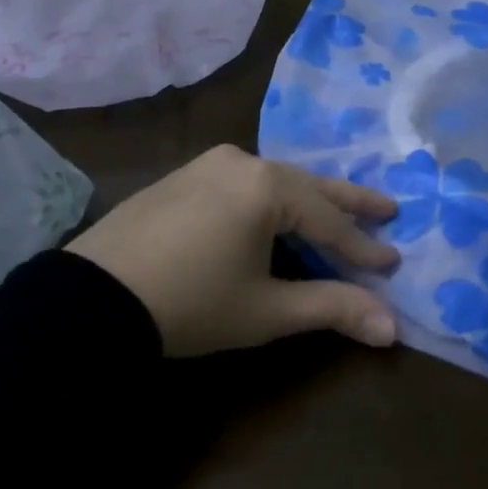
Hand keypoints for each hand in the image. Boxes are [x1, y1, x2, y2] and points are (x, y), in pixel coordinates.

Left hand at [68, 145, 400, 357]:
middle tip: (387, 209)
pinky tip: (276, 212)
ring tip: (336, 212)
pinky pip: (244, 181)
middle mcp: (242, 161)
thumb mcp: (266, 310)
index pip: (328, 220)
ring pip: (275, 180)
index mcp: (266, 186)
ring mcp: (209, 163)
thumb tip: (392, 327)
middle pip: (307, 185)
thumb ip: (331, 308)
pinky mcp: (185, 174)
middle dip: (347, 203)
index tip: (393, 261)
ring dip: (307, 199)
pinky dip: (271, 198)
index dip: (361, 246)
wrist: (94, 297)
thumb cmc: (191, 303)